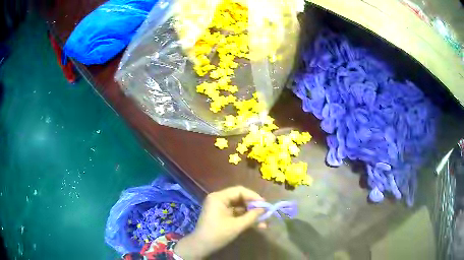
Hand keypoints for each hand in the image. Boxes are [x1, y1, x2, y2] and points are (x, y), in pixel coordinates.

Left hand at [174, 186, 264, 258]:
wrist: (201, 246)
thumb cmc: (218, 234)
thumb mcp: (237, 225)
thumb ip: (252, 216)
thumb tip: (264, 209)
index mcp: (219, 197)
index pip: (239, 191)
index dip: (253, 196)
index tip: (265, 204)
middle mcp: (218, 199)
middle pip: (240, 198)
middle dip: (253, 206)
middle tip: (265, 212)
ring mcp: (219, 207)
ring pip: (239, 206)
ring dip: (250, 213)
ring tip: (263, 221)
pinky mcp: (221, 215)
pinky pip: (235, 213)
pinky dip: (244, 217)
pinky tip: (255, 224)